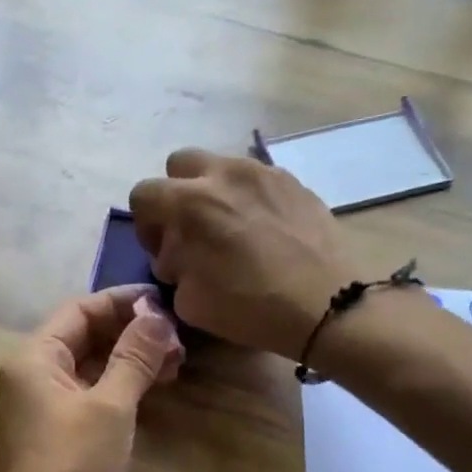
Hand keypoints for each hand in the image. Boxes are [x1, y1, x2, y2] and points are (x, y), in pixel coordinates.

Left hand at [0, 286, 183, 471]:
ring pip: (96, 364)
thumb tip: (157, 314)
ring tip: (178, 360)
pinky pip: (98, 391)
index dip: (122, 302)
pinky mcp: (68, 428)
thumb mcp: (110, 405)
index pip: (80, 310)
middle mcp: (38, 374)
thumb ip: (134, 356)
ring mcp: (52, 403)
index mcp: (34, 357)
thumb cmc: (73, 463)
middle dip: (132, 332)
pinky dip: (127, 384)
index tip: (165, 302)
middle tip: (179, 337)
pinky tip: (160, 383)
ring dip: (134, 358)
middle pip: (88, 335)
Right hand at [129, 149, 351, 358]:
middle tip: (191, 229)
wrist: (327, 305)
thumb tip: (177, 255)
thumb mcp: (189, 301)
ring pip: (221, 167)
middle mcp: (224, 174)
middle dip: (177, 193)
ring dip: (214, 192)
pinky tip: (263, 232)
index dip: (146, 224)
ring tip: (231, 230)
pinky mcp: (294, 181)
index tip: (163, 250)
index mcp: (191, 203)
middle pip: (180, 164)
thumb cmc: (251, 307)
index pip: (144, 193)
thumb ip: (173, 267)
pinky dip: (249, 198)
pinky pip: (257, 179)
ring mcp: (263, 172)